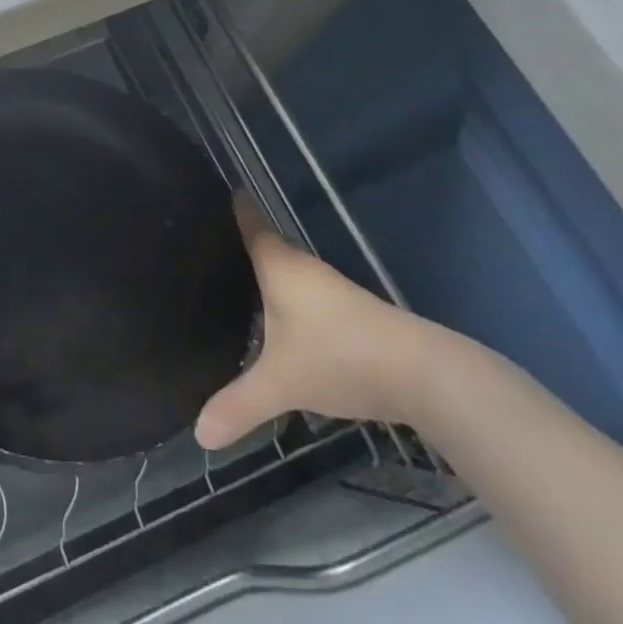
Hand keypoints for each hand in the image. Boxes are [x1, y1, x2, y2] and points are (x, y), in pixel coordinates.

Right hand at [194, 194, 440, 448]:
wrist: (424, 374)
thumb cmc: (339, 356)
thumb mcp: (280, 384)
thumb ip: (238, 406)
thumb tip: (198, 435)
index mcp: (280, 266)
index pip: (251, 224)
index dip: (236, 206)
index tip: (221, 189)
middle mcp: (304, 268)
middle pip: (267, 246)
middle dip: (240, 244)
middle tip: (204, 246)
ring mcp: (331, 290)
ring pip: (287, 273)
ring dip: (264, 275)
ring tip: (231, 283)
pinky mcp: (350, 314)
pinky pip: (304, 295)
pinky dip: (284, 299)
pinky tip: (275, 322)